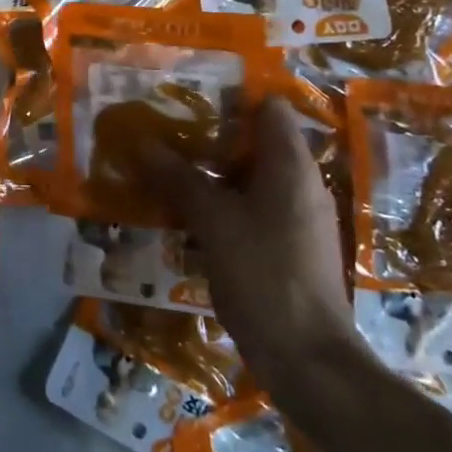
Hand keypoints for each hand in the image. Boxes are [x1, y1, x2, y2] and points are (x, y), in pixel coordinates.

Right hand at [136, 96, 355, 393]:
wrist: (308, 359)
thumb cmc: (264, 275)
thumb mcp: (213, 221)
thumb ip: (179, 177)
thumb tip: (142, 141)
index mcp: (291, 166)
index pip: (268, 107)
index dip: (230, 94)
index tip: (187, 92)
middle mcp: (301, 184)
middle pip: (255, 141)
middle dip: (209, 134)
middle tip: (162, 128)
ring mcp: (297, 218)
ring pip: (249, 178)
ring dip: (210, 172)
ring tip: (163, 166)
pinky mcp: (288, 247)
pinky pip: (251, 209)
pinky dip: (221, 203)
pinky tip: (185, 213)